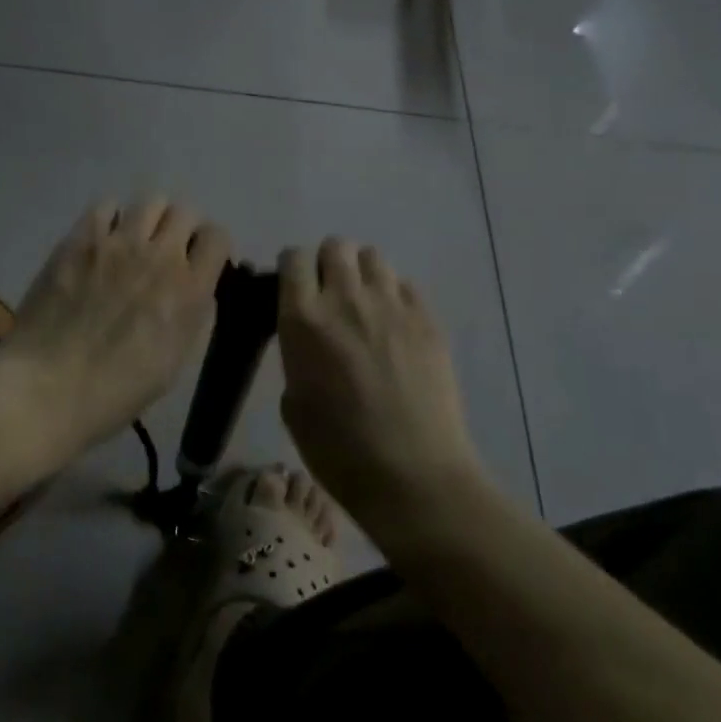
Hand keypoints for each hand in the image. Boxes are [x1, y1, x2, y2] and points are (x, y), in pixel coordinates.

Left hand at [8, 198, 230, 453]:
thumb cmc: (115, 391)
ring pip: (150, 201)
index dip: (210, 248)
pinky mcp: (80, 239)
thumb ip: (191, 315)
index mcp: (189, 290)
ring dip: (148, 219)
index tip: (198, 261)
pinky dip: (110, 219)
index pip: (217, 237)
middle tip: (166, 251)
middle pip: (185, 212)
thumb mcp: (174, 362)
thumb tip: (194, 288)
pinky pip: (105, 205)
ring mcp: (118, 243)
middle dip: (181, 229)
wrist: (48, 387)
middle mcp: (160, 256)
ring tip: (134, 241)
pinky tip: (101, 242)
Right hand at [277, 238, 480, 527]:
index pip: (293, 258)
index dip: (292, 269)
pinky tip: (395, 326)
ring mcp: (391, 305)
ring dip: (362, 273)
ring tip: (365, 305)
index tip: (294, 288)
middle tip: (330, 295)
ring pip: (373, 257)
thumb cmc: (339, 450)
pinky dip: (395, 295)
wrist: (413, 476)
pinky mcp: (427, 319)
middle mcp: (346, 299)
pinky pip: (406, 285)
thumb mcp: (294, 404)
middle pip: (335, 246)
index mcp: (303, 319)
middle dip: (328, 264)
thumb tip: (309, 341)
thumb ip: (297, 356)